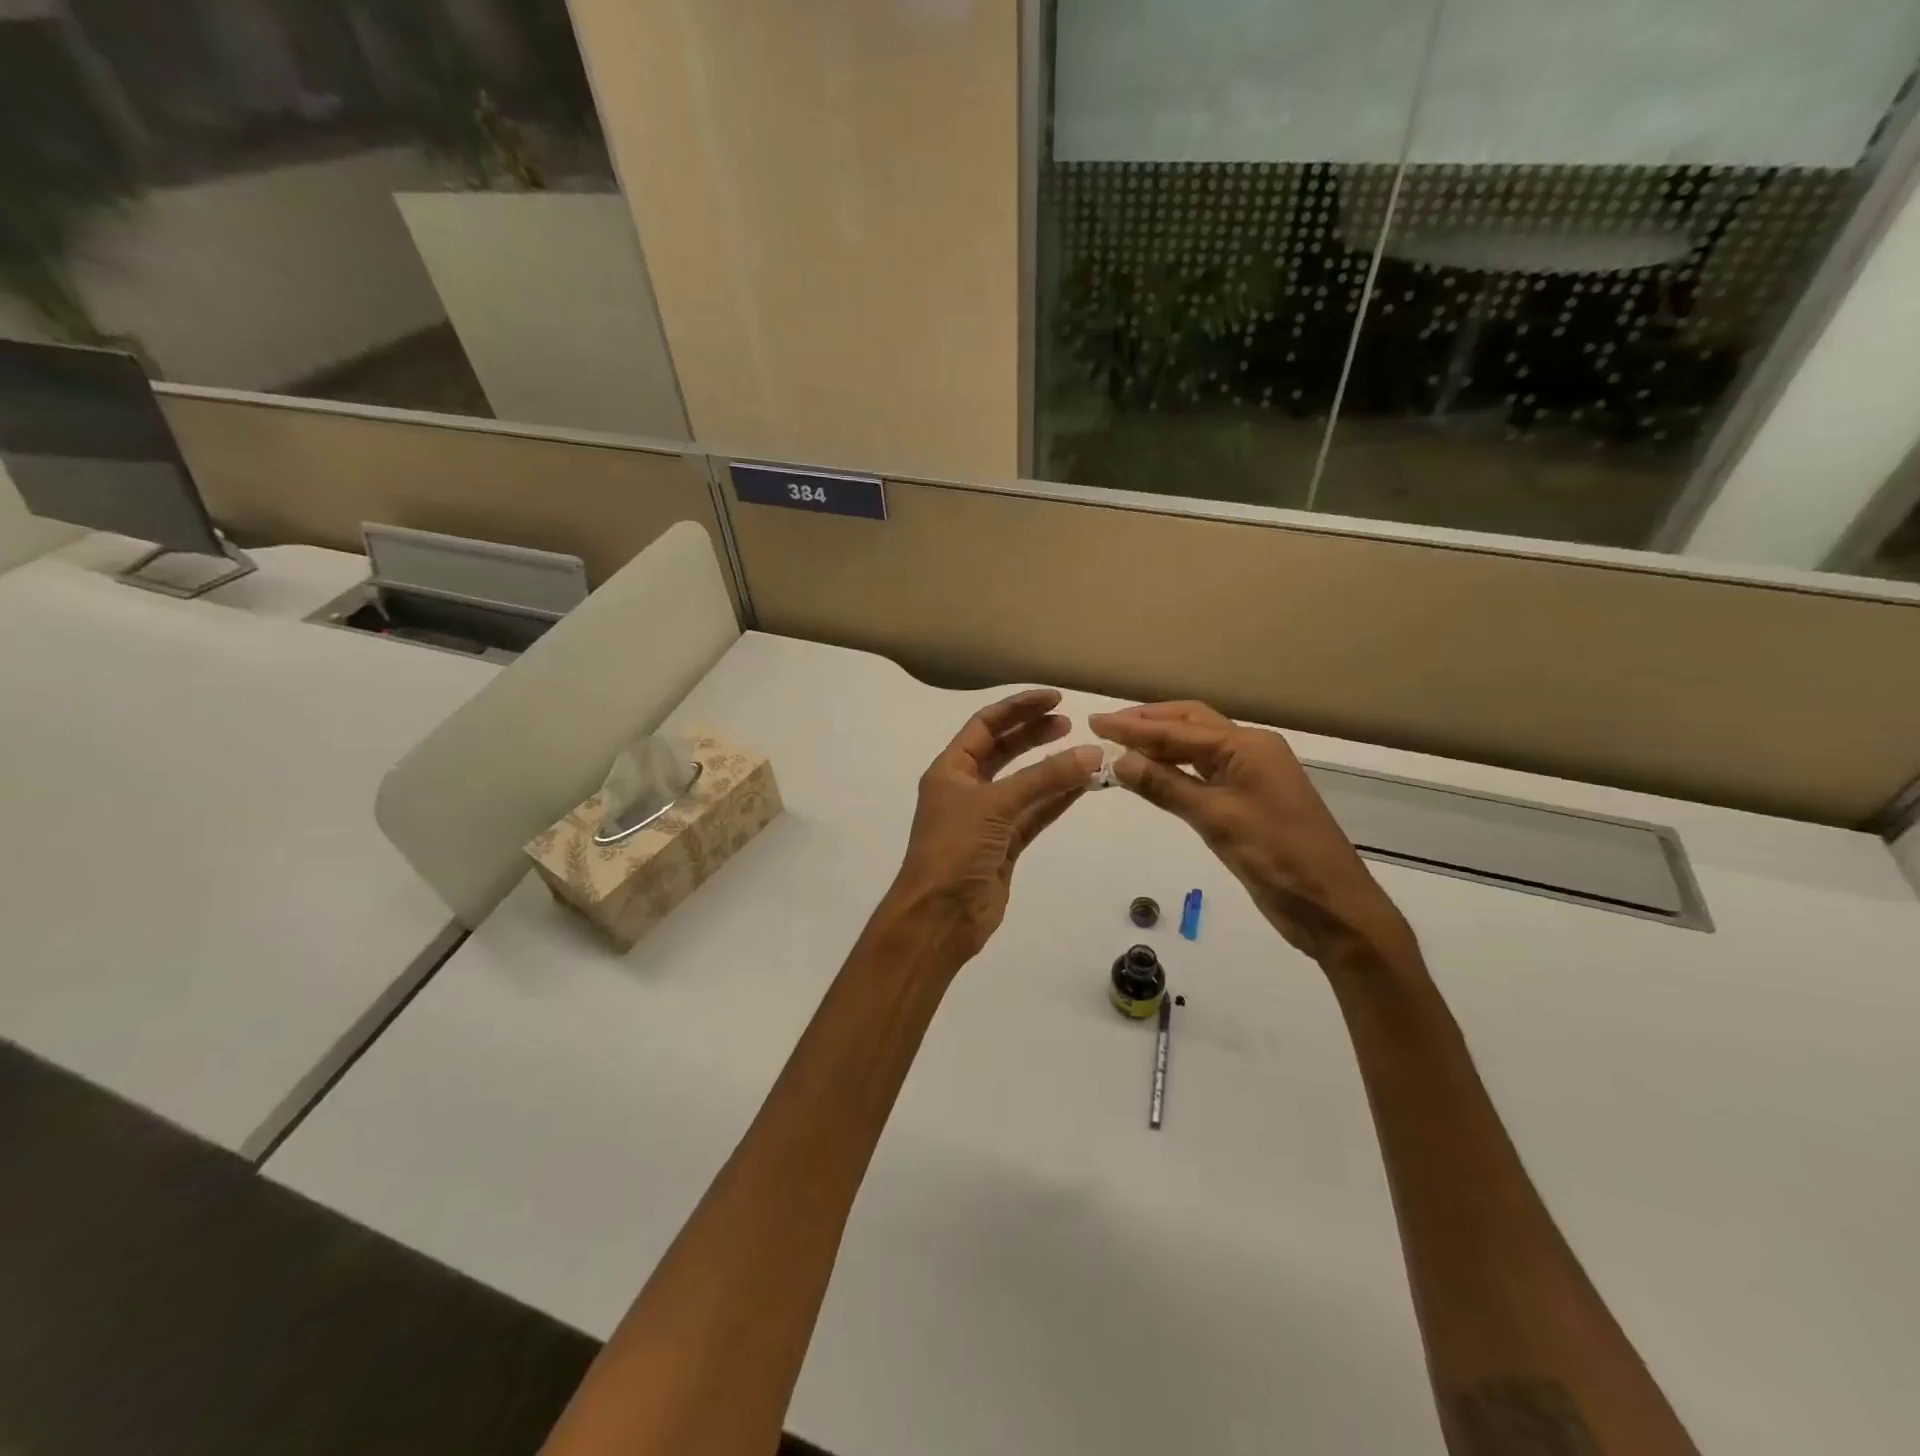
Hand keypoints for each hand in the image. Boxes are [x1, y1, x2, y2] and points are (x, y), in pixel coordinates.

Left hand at [884, 690, 1101, 964]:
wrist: (940, 916)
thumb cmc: (954, 849)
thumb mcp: (996, 805)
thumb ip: (1044, 779)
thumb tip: (1092, 754)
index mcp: (950, 770)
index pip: (985, 726)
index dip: (1018, 708)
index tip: (1054, 699)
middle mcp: (966, 789)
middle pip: (1004, 751)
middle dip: (1035, 734)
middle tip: (1071, 724)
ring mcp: (986, 819)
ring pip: (1024, 784)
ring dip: (1052, 768)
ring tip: (1086, 752)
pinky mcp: (1004, 846)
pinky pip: (1034, 814)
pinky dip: (1057, 800)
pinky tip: (1083, 785)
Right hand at [1090, 701, 1413, 969]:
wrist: (1332, 907)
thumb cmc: (1277, 857)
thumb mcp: (1216, 819)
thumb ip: (1166, 787)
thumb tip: (1118, 762)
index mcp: (1248, 746)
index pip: (1179, 729)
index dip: (1134, 727)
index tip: (1095, 722)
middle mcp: (1250, 752)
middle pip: (1191, 725)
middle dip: (1148, 724)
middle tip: (1106, 730)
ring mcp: (1251, 777)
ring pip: (1197, 749)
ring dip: (1160, 746)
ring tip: (1120, 749)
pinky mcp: (1248, 803)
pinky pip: (1204, 774)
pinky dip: (1174, 770)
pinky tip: (1152, 776)